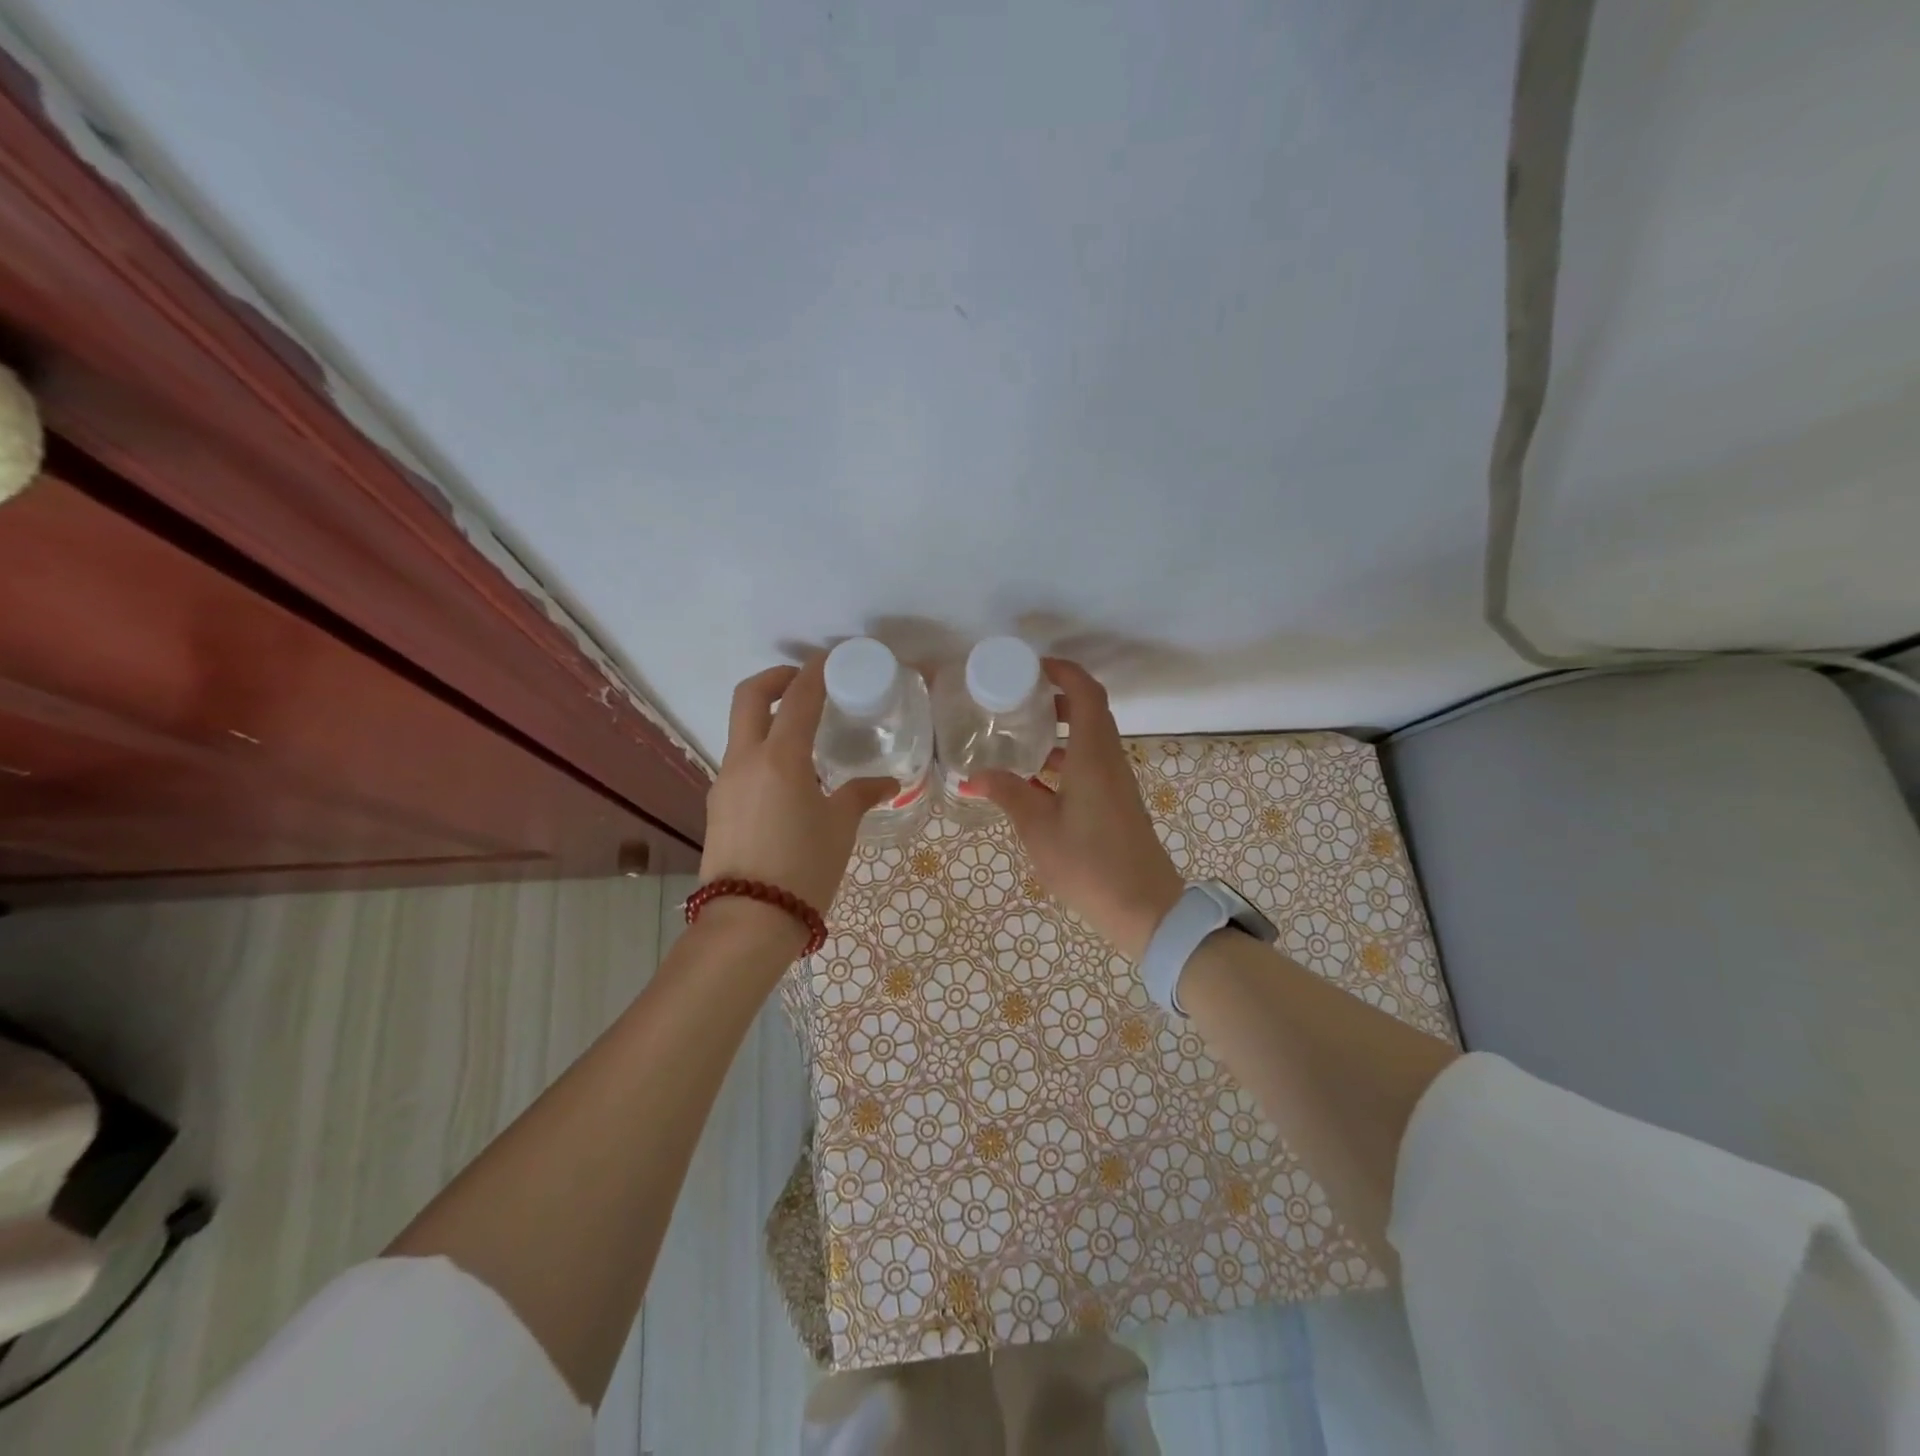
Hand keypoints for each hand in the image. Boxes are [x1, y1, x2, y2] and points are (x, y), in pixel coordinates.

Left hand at [700, 659, 892, 936]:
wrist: (749, 921)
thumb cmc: (804, 868)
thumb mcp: (841, 828)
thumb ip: (861, 795)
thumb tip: (886, 782)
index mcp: (781, 757)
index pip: (797, 697)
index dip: (814, 671)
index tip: (829, 658)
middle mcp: (745, 759)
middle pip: (749, 696)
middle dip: (776, 678)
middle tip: (804, 682)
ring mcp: (725, 781)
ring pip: (741, 730)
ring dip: (768, 718)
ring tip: (804, 738)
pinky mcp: (718, 804)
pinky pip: (740, 762)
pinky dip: (762, 752)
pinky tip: (788, 780)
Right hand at [965, 658, 1183, 960]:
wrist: (1145, 908)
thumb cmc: (1089, 864)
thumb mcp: (1038, 829)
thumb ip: (1008, 795)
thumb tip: (974, 775)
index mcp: (1093, 756)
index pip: (1086, 694)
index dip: (1063, 672)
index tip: (1032, 666)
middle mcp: (1108, 760)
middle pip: (1089, 711)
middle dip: (1056, 697)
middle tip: (1017, 698)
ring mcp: (1115, 782)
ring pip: (1089, 739)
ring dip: (1059, 729)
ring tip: (1018, 733)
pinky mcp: (1116, 802)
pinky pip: (1090, 763)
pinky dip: (1064, 757)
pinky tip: (1033, 778)